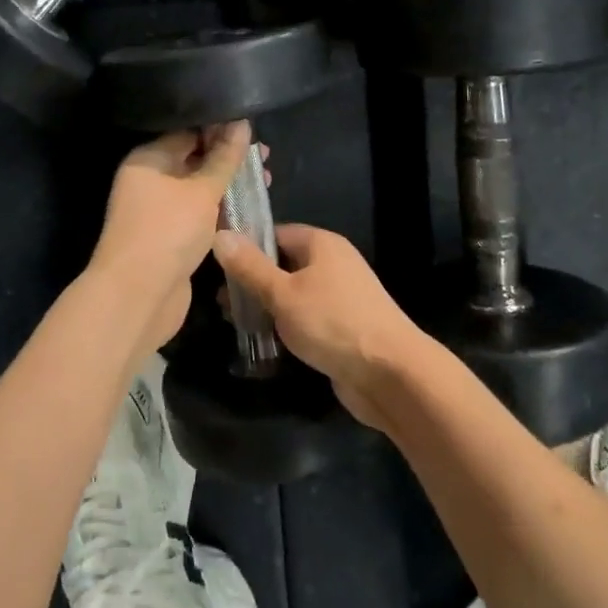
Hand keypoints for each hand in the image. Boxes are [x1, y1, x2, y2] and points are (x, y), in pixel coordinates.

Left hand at [87, 122, 253, 355]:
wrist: (138, 297)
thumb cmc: (168, 231)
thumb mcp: (202, 190)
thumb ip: (224, 157)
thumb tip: (241, 123)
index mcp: (148, 158)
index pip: (188, 132)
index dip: (221, 128)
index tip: (254, 128)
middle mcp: (150, 180)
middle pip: (194, 159)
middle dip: (229, 157)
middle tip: (266, 156)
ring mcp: (158, 210)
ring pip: (199, 188)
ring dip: (228, 184)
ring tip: (266, 179)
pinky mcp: (170, 236)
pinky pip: (198, 213)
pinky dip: (220, 209)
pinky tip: (248, 206)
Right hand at [210, 224, 427, 427]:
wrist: (391, 374)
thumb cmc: (333, 323)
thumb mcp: (283, 293)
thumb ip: (250, 267)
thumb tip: (220, 234)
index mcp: (321, 243)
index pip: (274, 233)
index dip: (245, 247)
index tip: (216, 267)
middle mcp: (332, 263)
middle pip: (283, 263)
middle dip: (252, 281)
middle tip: (222, 302)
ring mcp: (340, 295)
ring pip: (292, 292)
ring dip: (266, 306)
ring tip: (235, 323)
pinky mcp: (342, 326)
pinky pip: (305, 316)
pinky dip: (285, 325)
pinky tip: (263, 341)